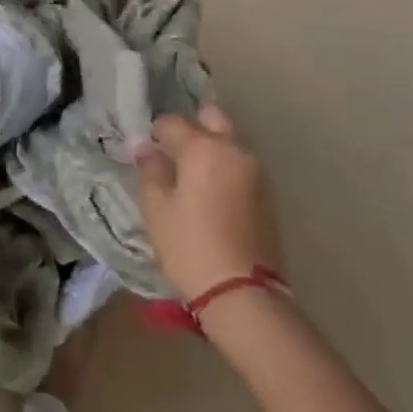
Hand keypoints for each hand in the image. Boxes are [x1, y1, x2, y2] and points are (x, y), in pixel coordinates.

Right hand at [134, 104, 282, 300]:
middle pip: (212, 118)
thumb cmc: (190, 245)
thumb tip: (144, 146)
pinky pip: (241, 163)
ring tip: (191, 173)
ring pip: (231, 140)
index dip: (155, 134)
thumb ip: (150, 169)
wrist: (242, 293)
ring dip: (212, 145)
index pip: (173, 122)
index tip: (146, 152)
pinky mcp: (268, 194)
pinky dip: (226, 165)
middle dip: (192, 126)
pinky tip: (211, 190)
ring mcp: (257, 171)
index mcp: (205, 147)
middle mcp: (235, 149)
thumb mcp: (156, 207)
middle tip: (173, 152)